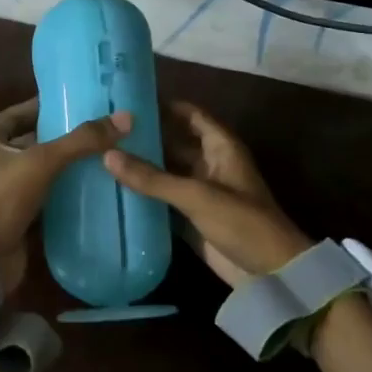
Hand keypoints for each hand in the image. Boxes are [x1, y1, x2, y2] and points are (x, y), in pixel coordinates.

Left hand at [0, 98, 132, 290]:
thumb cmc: (3, 199)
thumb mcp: (42, 162)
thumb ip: (82, 141)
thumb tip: (125, 118)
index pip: (17, 114)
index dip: (43, 106)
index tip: (75, 101)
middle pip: (30, 142)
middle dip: (60, 137)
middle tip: (96, 129)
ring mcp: (2, 192)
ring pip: (39, 171)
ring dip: (64, 166)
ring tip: (101, 156)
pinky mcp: (15, 216)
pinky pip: (43, 197)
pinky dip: (63, 193)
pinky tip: (90, 189)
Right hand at [103, 101, 310, 286]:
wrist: (269, 272)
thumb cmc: (241, 222)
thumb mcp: (196, 195)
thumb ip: (153, 177)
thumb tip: (107, 154)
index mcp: (221, 148)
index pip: (191, 115)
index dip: (165, 105)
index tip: (130, 99)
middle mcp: (210, 164)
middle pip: (175, 142)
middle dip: (146, 137)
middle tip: (105, 129)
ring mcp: (201, 192)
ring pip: (168, 171)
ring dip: (143, 166)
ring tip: (102, 154)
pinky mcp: (192, 217)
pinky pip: (165, 199)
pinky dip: (145, 194)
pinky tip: (115, 189)